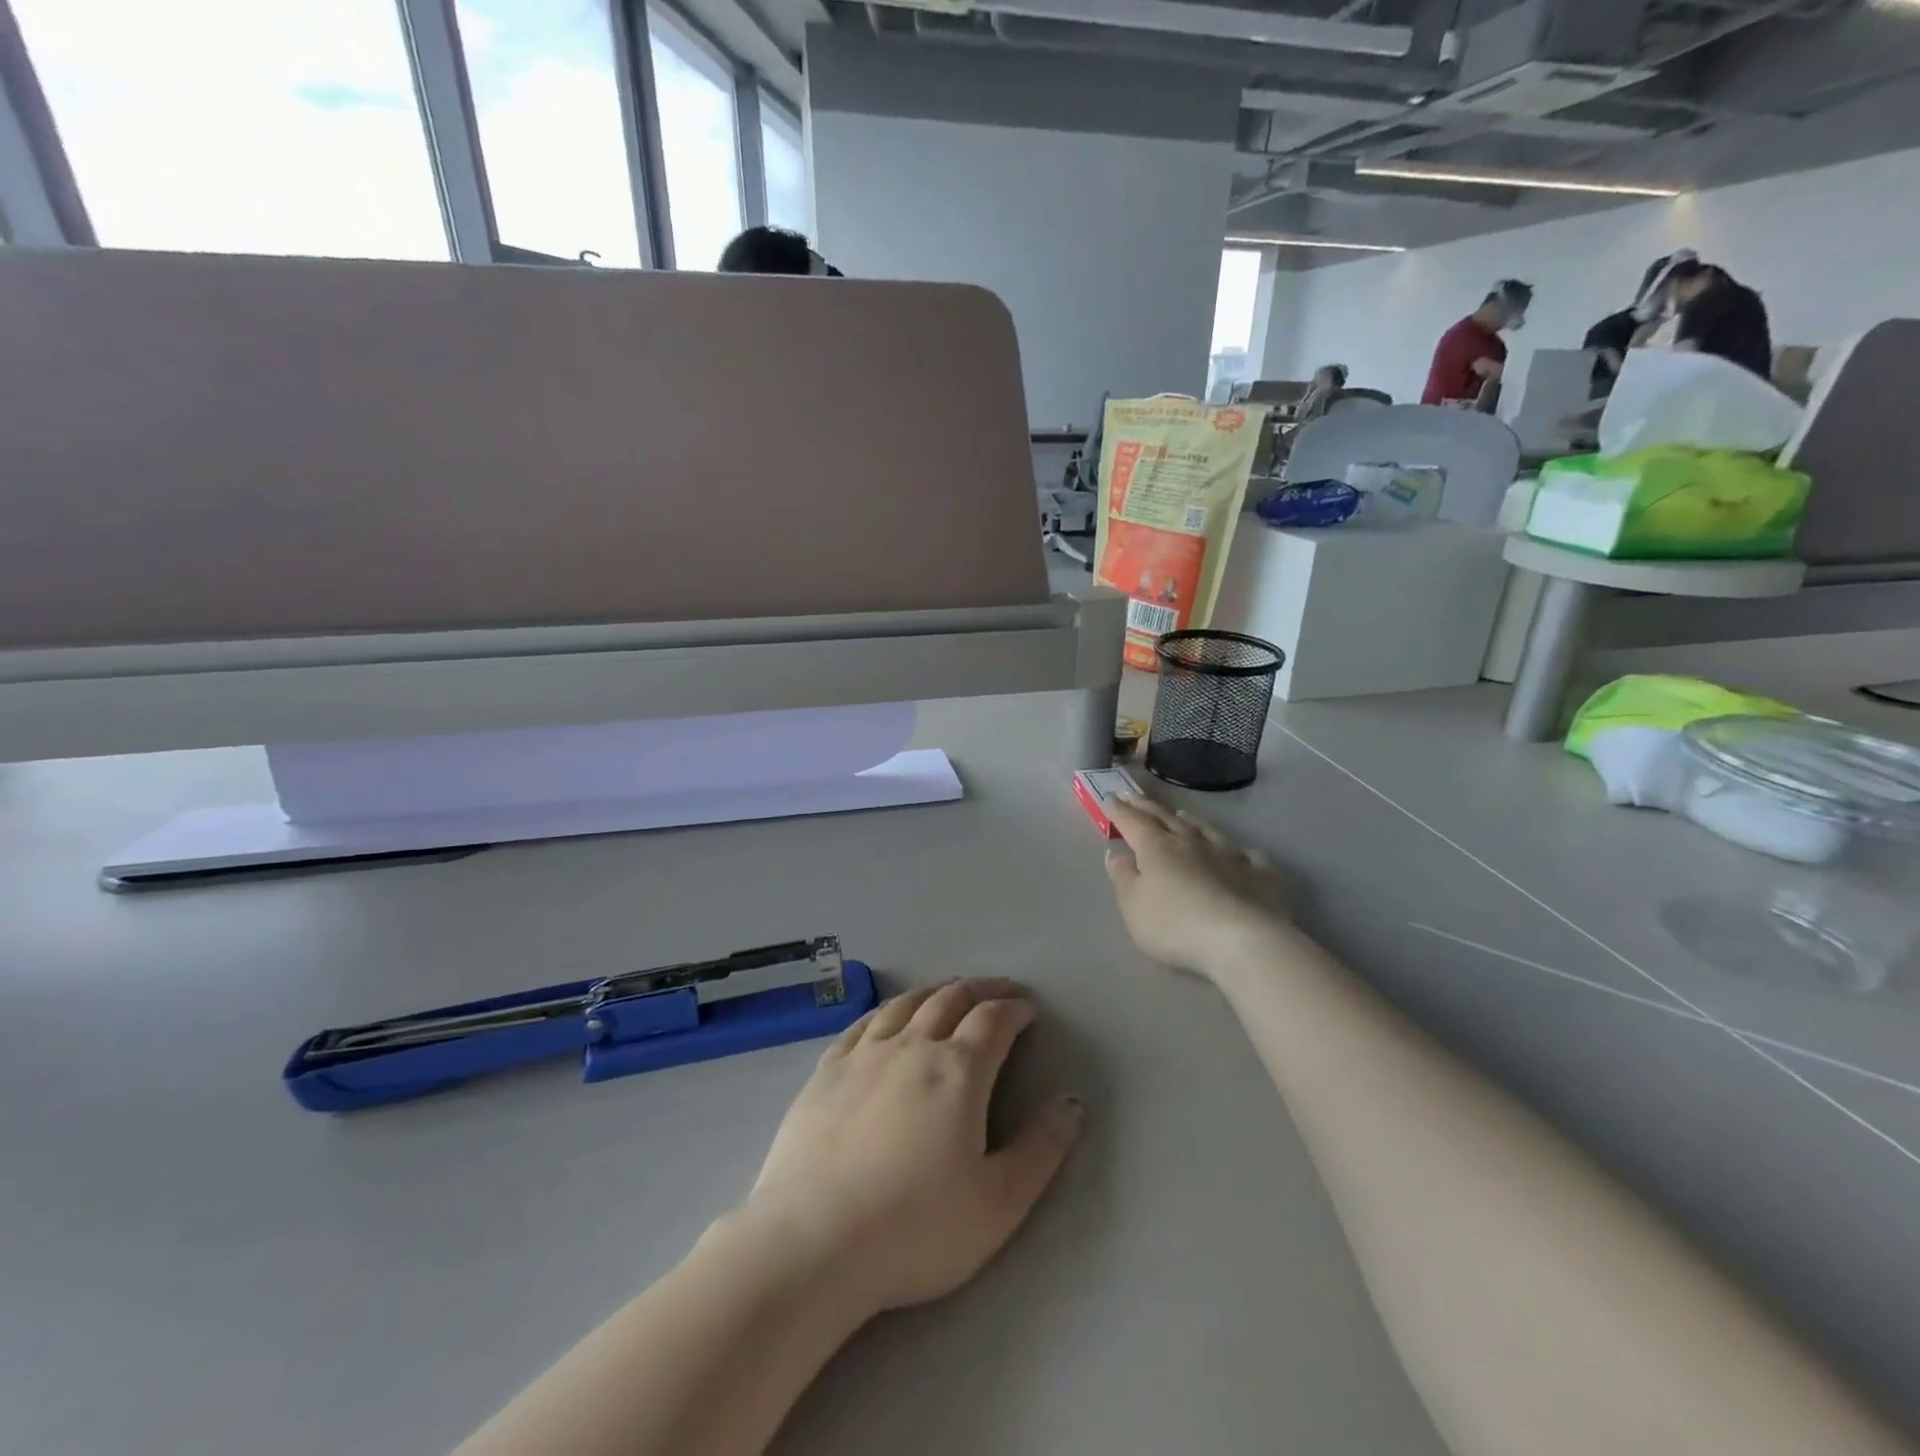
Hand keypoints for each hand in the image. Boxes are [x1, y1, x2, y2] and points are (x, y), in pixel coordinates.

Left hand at [737, 979, 1082, 1318]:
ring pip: (906, 1002)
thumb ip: (1041, 1149)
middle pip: (951, 999)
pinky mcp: (826, 1069)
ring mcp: (864, 1053)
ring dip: (936, 991)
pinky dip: (888, 1009)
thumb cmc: (914, 1229)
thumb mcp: (998, 1203)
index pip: (993, 1020)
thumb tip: (1071, 1101)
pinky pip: (863, 1021)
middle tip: (999, 991)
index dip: (1015, 1009)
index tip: (1028, 1010)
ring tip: (949, 993)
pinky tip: (889, 1016)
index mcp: (958, 1071)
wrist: (812, 1243)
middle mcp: (912, 1046)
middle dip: (981, 989)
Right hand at [1104, 796, 1290, 979]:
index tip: (1109, 797)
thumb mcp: (1133, 905)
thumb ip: (1123, 876)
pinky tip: (1243, 854)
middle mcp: (1193, 844)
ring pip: (1207, 830)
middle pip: (1167, 820)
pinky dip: (1241, 852)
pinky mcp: (1261, 875)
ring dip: (1191, 821)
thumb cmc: (1175, 925)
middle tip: (1135, 796)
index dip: (1120, 810)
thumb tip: (1116, 851)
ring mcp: (1230, 856)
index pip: (1133, 822)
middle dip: (1148, 807)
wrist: (1241, 941)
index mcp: (1157, 849)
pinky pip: (1250, 857)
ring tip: (1182, 814)